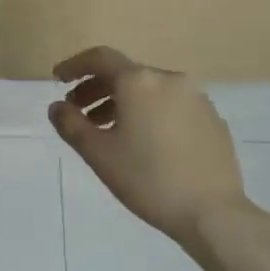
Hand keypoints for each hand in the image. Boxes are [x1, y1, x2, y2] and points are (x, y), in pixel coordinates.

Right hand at [49, 47, 249, 239]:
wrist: (212, 212)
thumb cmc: (147, 179)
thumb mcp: (98, 153)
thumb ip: (71, 124)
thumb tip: (57, 106)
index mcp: (140, 82)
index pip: (100, 58)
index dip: (74, 66)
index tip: (58, 80)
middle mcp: (170, 80)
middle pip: (125, 74)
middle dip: (96, 89)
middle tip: (77, 113)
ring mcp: (196, 98)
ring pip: (149, 90)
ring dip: (121, 103)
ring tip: (106, 131)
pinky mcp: (212, 119)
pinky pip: (171, 105)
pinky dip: (148, 113)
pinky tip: (143, 143)